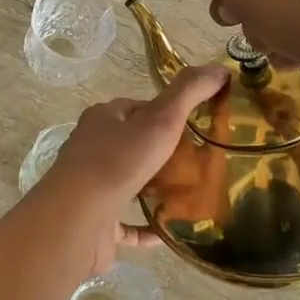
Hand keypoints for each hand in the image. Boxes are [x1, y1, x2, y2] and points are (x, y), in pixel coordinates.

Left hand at [31, 64, 227, 275]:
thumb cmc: (118, 162)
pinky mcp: (96, 221)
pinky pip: (126, 223)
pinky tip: (170, 230)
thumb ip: (189, 92)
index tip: (200, 126)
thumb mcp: (160, 119)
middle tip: (202, 163)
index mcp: (104, 118)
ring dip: (156, 188)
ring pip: (130, 183)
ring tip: (193, 194)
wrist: (78, 218)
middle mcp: (93, 148)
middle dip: (166, 153)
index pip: (140, 108)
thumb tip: (221, 69)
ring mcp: (92, 186)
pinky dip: (148, 226)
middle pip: (135, 145)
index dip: (169, 114)